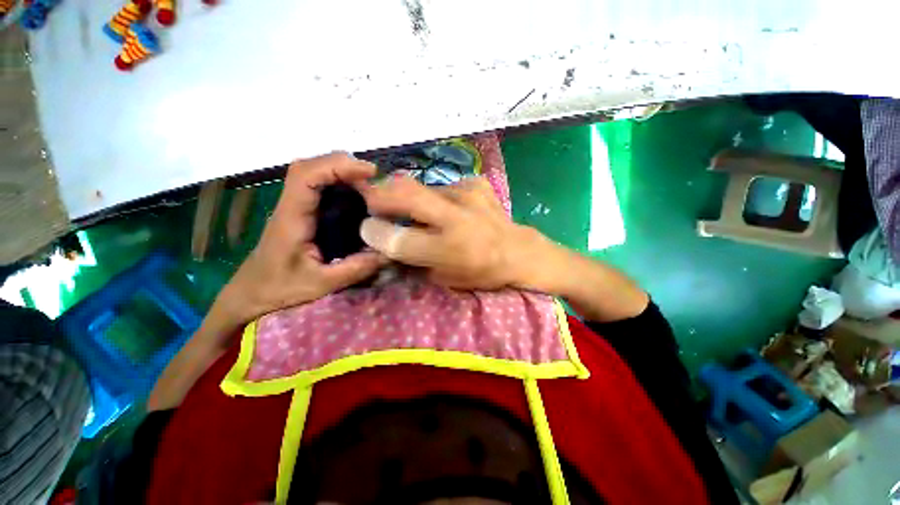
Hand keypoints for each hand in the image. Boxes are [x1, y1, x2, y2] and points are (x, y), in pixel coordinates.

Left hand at [213, 153, 386, 335]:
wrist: (250, 295)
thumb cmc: (279, 290)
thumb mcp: (321, 284)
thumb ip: (355, 269)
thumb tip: (388, 253)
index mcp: (292, 219)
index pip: (306, 176)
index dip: (338, 166)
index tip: (369, 172)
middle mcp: (291, 206)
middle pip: (310, 166)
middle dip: (343, 165)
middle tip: (373, 178)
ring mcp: (294, 208)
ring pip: (314, 173)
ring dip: (342, 172)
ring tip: (369, 185)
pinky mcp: (301, 213)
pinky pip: (319, 187)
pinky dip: (339, 183)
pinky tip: (357, 195)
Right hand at [358, 176, 549, 289]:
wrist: (519, 253)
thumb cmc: (481, 273)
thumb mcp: (445, 280)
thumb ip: (412, 264)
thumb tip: (384, 247)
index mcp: (450, 249)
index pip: (399, 238)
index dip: (375, 232)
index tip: (366, 228)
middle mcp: (457, 217)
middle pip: (406, 194)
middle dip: (380, 195)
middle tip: (372, 201)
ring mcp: (468, 195)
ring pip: (422, 187)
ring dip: (410, 197)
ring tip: (415, 210)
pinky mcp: (477, 185)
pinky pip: (445, 186)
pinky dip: (438, 197)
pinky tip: (448, 207)